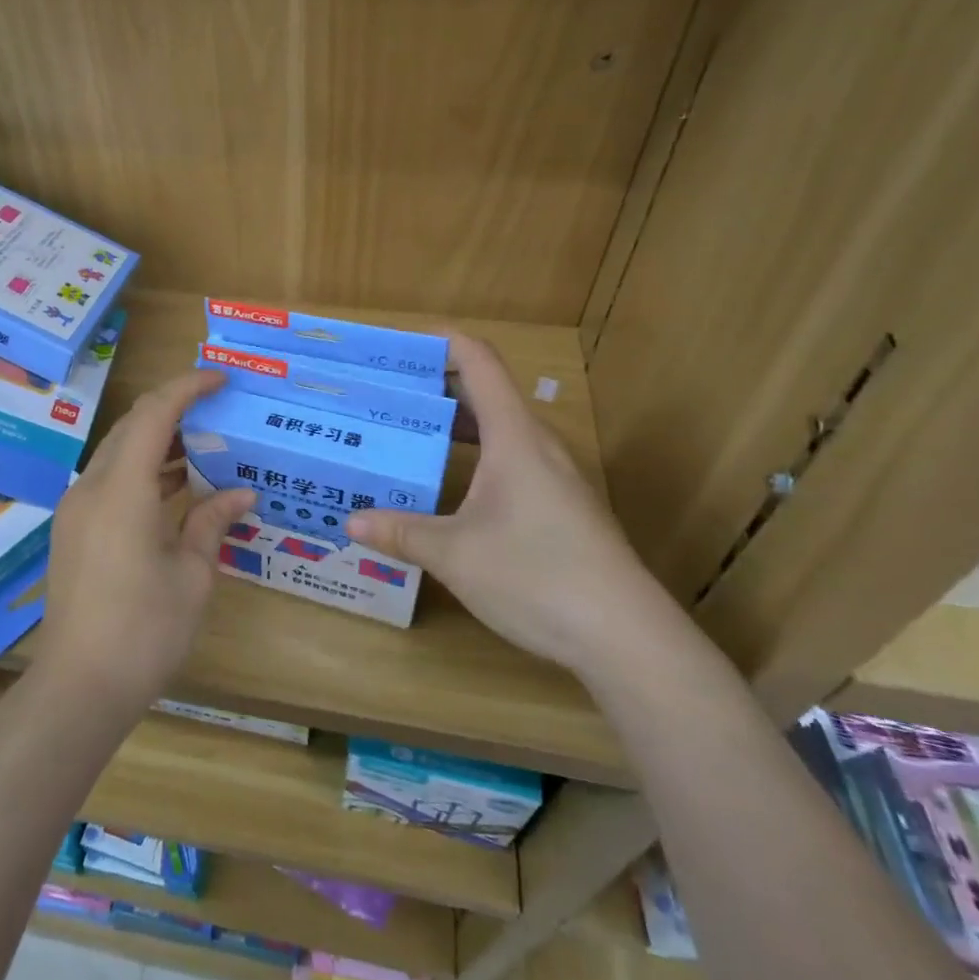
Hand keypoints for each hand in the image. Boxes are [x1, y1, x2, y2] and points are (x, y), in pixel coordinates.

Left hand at [34, 369, 254, 715]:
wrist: (79, 687)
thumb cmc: (144, 631)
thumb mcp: (192, 576)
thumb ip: (212, 523)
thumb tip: (241, 495)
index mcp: (122, 490)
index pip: (154, 414)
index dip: (187, 387)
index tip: (221, 380)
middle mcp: (92, 488)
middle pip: (131, 427)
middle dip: (173, 410)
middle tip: (217, 411)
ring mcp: (77, 509)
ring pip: (118, 453)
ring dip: (157, 442)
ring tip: (204, 445)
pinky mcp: (74, 530)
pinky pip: (110, 481)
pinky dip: (142, 471)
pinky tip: (174, 487)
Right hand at [345, 335, 676, 677]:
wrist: (627, 638)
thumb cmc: (537, 576)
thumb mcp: (454, 555)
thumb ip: (401, 532)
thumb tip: (351, 523)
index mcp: (513, 436)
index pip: (479, 362)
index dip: (442, 341)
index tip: (398, 343)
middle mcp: (537, 445)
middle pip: (486, 393)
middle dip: (435, 386)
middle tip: (383, 396)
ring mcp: (554, 477)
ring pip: (499, 430)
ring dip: (454, 425)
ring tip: (406, 436)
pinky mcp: (561, 507)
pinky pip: (510, 461)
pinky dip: (474, 457)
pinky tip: (448, 489)